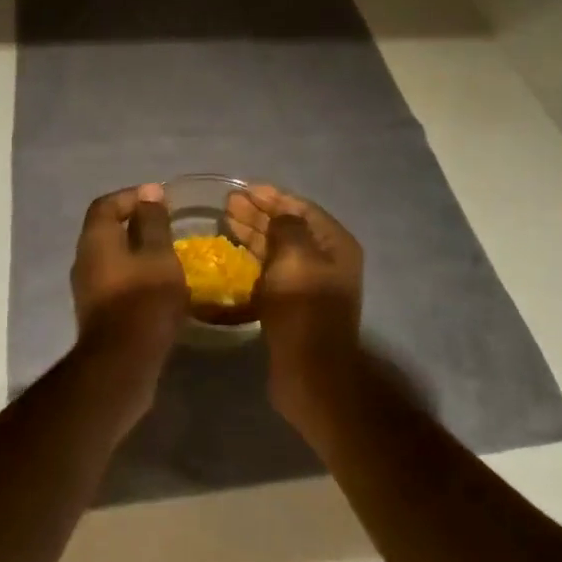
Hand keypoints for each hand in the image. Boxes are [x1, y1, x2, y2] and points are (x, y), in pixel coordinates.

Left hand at [70, 184, 187, 362]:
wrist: (122, 363)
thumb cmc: (144, 300)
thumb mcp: (158, 254)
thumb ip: (153, 222)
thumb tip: (149, 193)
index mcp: (95, 238)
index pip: (107, 204)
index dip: (132, 196)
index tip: (159, 199)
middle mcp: (84, 259)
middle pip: (107, 230)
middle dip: (135, 224)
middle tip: (166, 225)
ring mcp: (87, 288)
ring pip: (111, 257)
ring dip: (136, 252)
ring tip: (166, 255)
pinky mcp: (97, 312)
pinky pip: (115, 280)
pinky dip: (135, 275)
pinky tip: (158, 285)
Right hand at [225, 184, 363, 407]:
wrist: (310, 373)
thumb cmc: (304, 308)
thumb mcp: (295, 257)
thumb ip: (286, 226)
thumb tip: (279, 215)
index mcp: (335, 245)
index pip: (302, 209)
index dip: (273, 197)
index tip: (244, 189)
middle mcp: (326, 260)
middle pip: (289, 227)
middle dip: (260, 213)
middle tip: (229, 204)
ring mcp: (310, 284)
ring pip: (278, 249)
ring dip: (254, 233)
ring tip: (226, 221)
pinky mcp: (293, 304)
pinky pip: (272, 271)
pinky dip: (254, 259)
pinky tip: (233, 253)